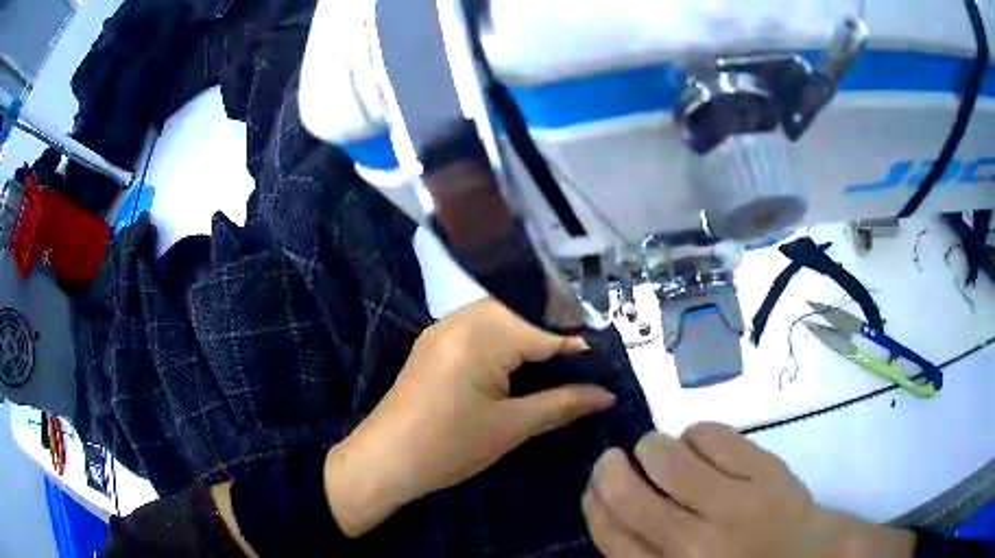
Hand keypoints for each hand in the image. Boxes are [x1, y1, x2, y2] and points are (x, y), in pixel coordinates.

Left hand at [326, 298, 616, 536]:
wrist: (384, 461)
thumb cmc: (447, 447)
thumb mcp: (511, 428)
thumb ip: (563, 404)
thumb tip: (607, 394)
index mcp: (481, 334)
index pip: (547, 327)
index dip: (582, 346)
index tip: (607, 367)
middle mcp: (462, 318)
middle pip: (526, 311)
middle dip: (559, 335)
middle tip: (586, 368)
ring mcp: (445, 328)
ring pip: (505, 316)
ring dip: (535, 336)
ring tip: (562, 367)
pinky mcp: (437, 343)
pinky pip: (483, 328)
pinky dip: (510, 341)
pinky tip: (524, 365)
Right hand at [582, 423, 914, 557]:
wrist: (811, 556)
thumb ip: (646, 551)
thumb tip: (611, 505)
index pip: (611, 535)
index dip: (594, 502)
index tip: (595, 484)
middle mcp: (696, 544)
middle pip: (629, 495)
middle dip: (611, 468)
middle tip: (616, 458)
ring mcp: (734, 503)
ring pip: (667, 456)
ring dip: (653, 445)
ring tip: (661, 450)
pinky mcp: (765, 470)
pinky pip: (711, 434)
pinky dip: (695, 433)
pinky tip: (701, 444)